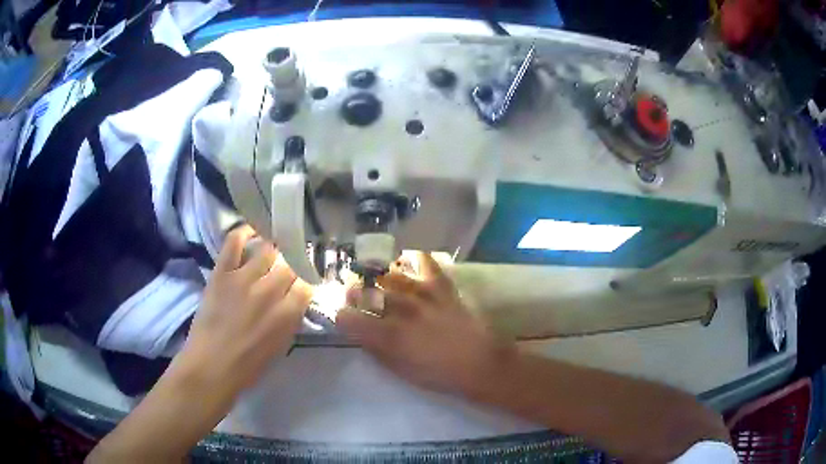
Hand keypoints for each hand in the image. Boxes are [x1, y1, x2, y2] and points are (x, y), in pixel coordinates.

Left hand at [176, 225, 311, 393]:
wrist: (211, 366)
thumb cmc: (248, 365)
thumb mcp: (281, 346)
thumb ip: (290, 319)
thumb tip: (294, 300)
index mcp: (287, 315)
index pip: (306, 284)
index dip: (305, 282)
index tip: (300, 284)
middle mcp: (270, 292)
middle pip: (290, 263)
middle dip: (291, 265)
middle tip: (285, 269)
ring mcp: (244, 278)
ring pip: (268, 249)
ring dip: (272, 250)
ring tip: (270, 252)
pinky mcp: (222, 272)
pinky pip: (234, 241)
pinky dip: (244, 232)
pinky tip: (251, 232)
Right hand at [336, 253, 514, 396]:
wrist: (480, 363)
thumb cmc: (439, 374)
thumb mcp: (401, 371)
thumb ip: (377, 351)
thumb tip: (362, 335)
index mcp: (388, 336)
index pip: (348, 318)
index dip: (341, 317)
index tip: (345, 319)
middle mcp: (400, 310)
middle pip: (364, 290)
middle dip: (353, 292)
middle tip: (356, 295)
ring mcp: (422, 294)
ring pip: (388, 274)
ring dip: (376, 276)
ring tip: (377, 280)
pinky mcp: (441, 286)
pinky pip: (424, 262)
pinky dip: (413, 258)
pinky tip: (406, 264)